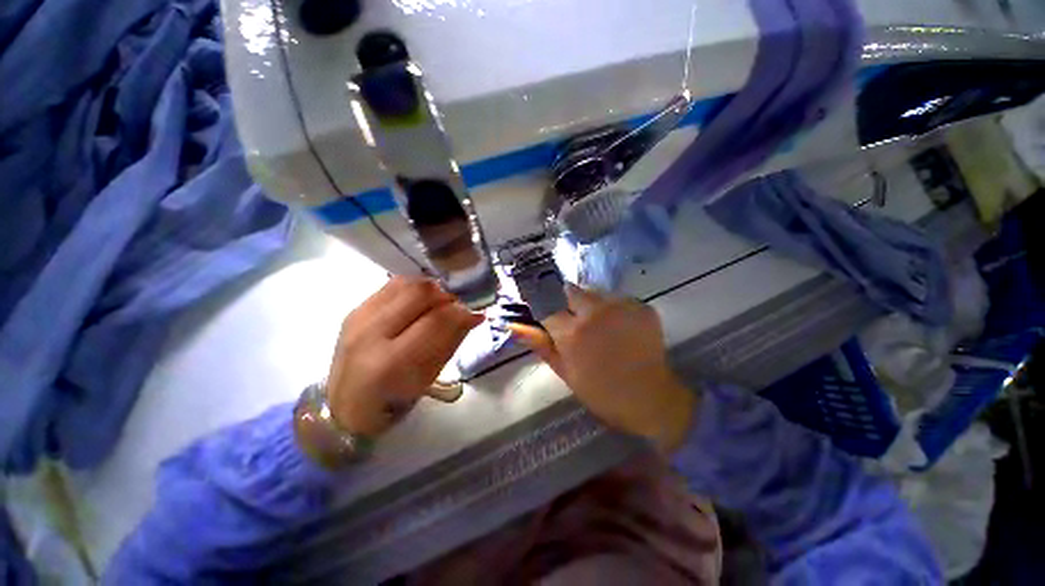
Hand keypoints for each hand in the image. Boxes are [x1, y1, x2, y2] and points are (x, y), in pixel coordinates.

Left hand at [325, 277, 482, 437]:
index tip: (476, 313)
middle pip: (420, 293)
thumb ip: (452, 341)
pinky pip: (392, 285)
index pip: (436, 321)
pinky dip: (414, 289)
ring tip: (439, 304)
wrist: (345, 404)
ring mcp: (359, 317)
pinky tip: (420, 302)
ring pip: (406, 283)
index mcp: (390, 362)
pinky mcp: (355, 309)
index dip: (462, 312)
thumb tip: (473, 314)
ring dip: (431, 289)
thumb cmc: (394, 400)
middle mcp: (370, 333)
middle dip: (447, 295)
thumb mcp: (429, 377)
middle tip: (458, 307)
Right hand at [510, 285, 694, 451]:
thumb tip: (514, 324)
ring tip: (599, 326)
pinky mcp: (641, 306)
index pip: (545, 304)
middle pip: (569, 290)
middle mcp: (595, 312)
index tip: (543, 312)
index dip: (542, 307)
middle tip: (573, 320)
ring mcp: (621, 306)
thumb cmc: (601, 391)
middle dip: (566, 302)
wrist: (650, 399)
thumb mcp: (564, 371)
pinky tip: (618, 327)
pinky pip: (616, 298)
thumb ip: (539, 344)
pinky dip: (612, 309)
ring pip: (594, 292)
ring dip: (590, 304)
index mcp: (572, 332)